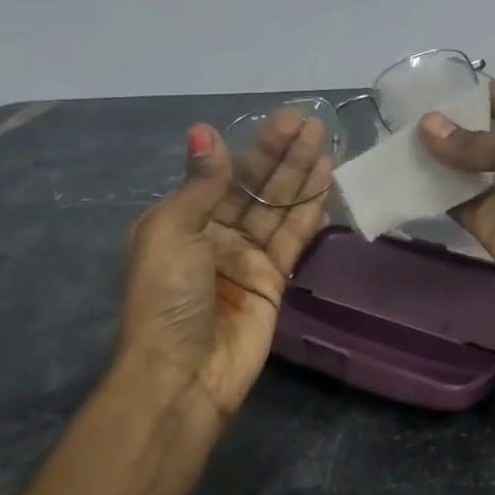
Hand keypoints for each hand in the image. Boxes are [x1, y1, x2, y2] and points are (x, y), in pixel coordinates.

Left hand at [115, 113, 330, 427]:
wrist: (184, 374)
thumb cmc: (167, 297)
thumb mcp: (172, 232)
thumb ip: (200, 184)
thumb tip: (205, 132)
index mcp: (182, 221)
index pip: (225, 174)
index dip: (255, 147)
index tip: (282, 120)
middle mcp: (215, 235)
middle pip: (256, 187)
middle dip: (284, 155)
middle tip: (313, 123)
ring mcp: (246, 259)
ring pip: (279, 208)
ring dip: (301, 175)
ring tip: (325, 142)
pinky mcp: (273, 281)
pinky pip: (294, 238)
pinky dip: (310, 210)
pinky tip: (327, 182)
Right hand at [418, 82, 494, 350]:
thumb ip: (477, 142)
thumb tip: (426, 126)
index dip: (480, 93)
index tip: (440, 81)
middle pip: (481, 137)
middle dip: (449, 123)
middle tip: (405, 107)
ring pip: (462, 169)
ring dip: (434, 154)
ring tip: (394, 133)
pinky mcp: (485, 224)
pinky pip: (453, 202)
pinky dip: (430, 190)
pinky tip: (400, 171)